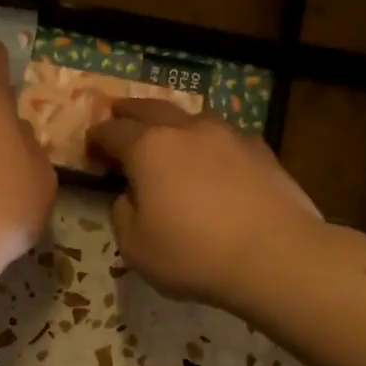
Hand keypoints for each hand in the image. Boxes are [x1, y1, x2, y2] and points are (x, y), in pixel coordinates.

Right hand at [89, 99, 320, 307]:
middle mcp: (188, 130)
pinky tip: (214, 162)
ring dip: (174, 124)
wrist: (275, 256)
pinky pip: (225, 139)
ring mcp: (229, 136)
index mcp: (149, 148)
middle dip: (130, 111)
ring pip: (193, 119)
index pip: (113, 131)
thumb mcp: (136, 247)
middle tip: (118, 113)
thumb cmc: (193, 255)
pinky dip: (210, 145)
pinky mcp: (262, 151)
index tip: (91, 146)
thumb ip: (123, 214)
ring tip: (169, 137)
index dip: (97, 137)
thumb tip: (131, 196)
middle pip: (151, 109)